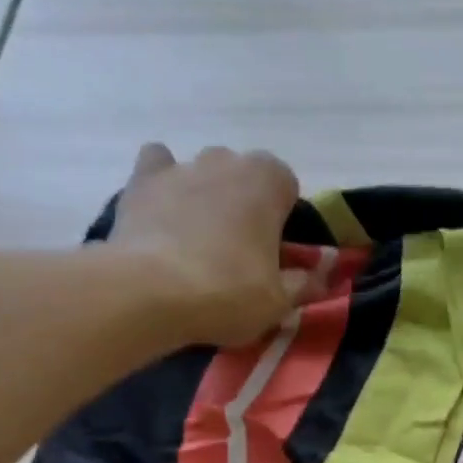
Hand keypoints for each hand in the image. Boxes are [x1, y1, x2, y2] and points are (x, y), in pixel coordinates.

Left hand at [111, 142, 307, 346]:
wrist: (150, 293)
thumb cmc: (228, 293)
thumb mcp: (279, 301)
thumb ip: (304, 282)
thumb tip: (322, 276)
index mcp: (267, 182)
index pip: (286, 184)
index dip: (282, 216)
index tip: (275, 250)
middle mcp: (225, 161)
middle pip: (243, 175)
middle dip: (244, 203)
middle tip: (238, 251)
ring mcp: (180, 166)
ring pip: (202, 171)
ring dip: (206, 195)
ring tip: (198, 240)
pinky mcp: (140, 181)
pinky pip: (157, 166)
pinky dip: (162, 184)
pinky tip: (162, 214)